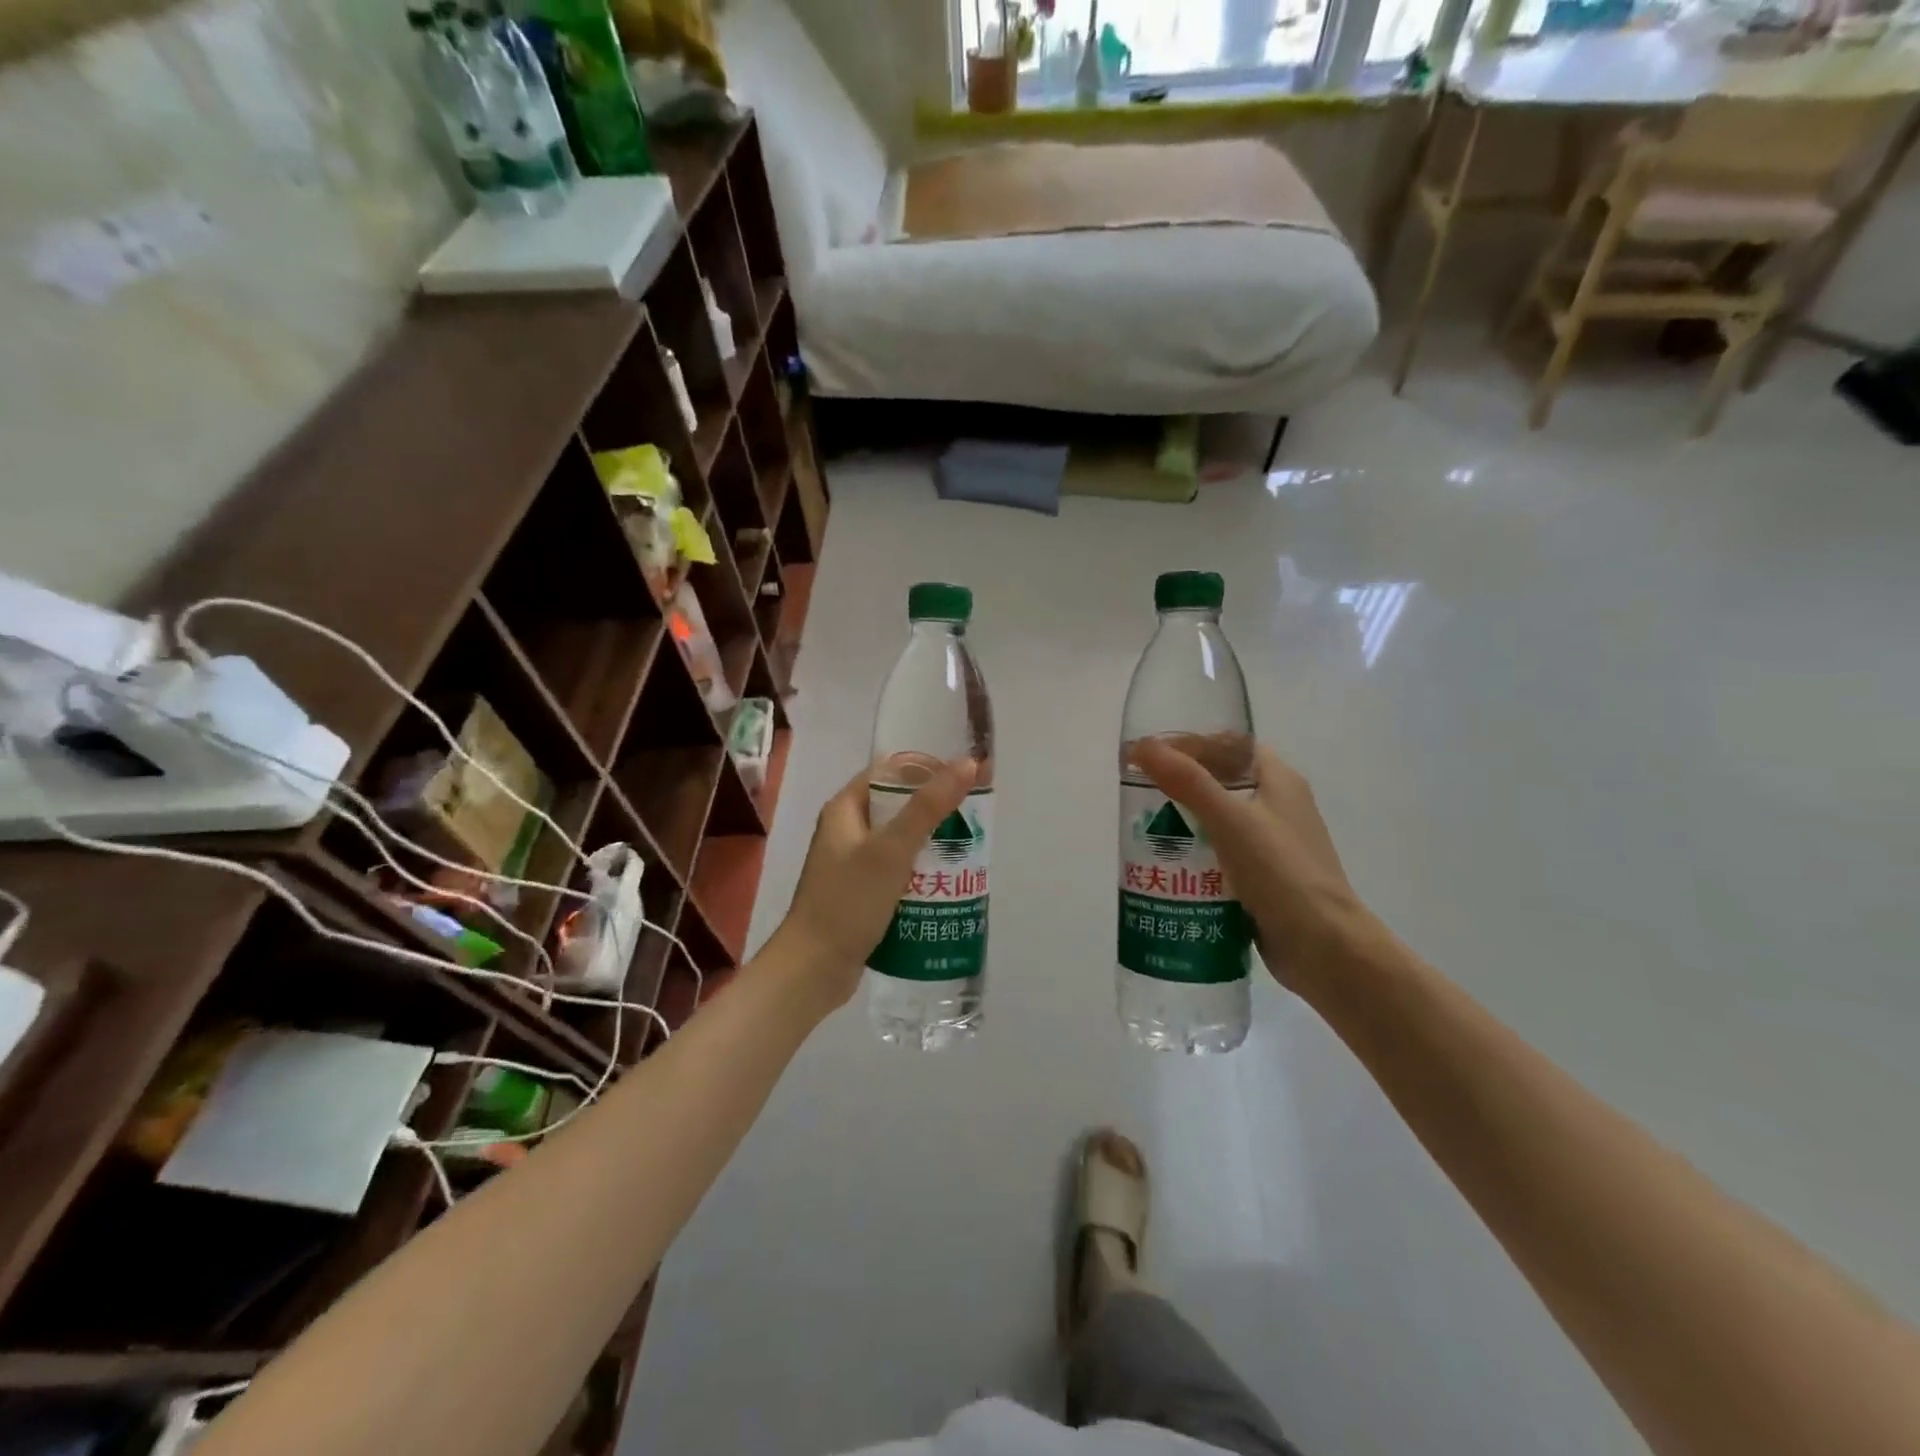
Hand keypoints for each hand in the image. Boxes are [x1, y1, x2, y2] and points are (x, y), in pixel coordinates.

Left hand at [767, 758, 978, 1009]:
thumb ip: (929, 807)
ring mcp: (852, 864)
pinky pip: (897, 872)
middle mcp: (846, 831)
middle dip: (935, 812)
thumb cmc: (848, 902)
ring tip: (968, 852)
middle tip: (973, 820)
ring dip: (931, 844)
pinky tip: (947, 884)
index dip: (926, 770)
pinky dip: (921, 873)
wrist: (813, 970)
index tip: (964, 779)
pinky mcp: (861, 893)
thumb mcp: (892, 850)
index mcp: (845, 809)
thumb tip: (967, 763)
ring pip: (900, 842)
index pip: (889, 772)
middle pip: (898, 807)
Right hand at [1130, 740, 1369, 991]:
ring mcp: (1272, 845)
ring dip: (1182, 823)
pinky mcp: (1263, 879)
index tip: (1151, 755)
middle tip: (1138, 796)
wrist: (1324, 949)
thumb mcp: (1230, 820)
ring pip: (1218, 821)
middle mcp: (1278, 806)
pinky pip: (1221, 856)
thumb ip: (1186, 781)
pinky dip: (1194, 856)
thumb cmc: (1281, 873)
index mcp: (1280, 780)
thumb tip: (1141, 746)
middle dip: (1179, 786)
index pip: (1231, 745)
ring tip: (1143, 831)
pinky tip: (1166, 867)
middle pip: (1221, 782)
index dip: (1191, 744)